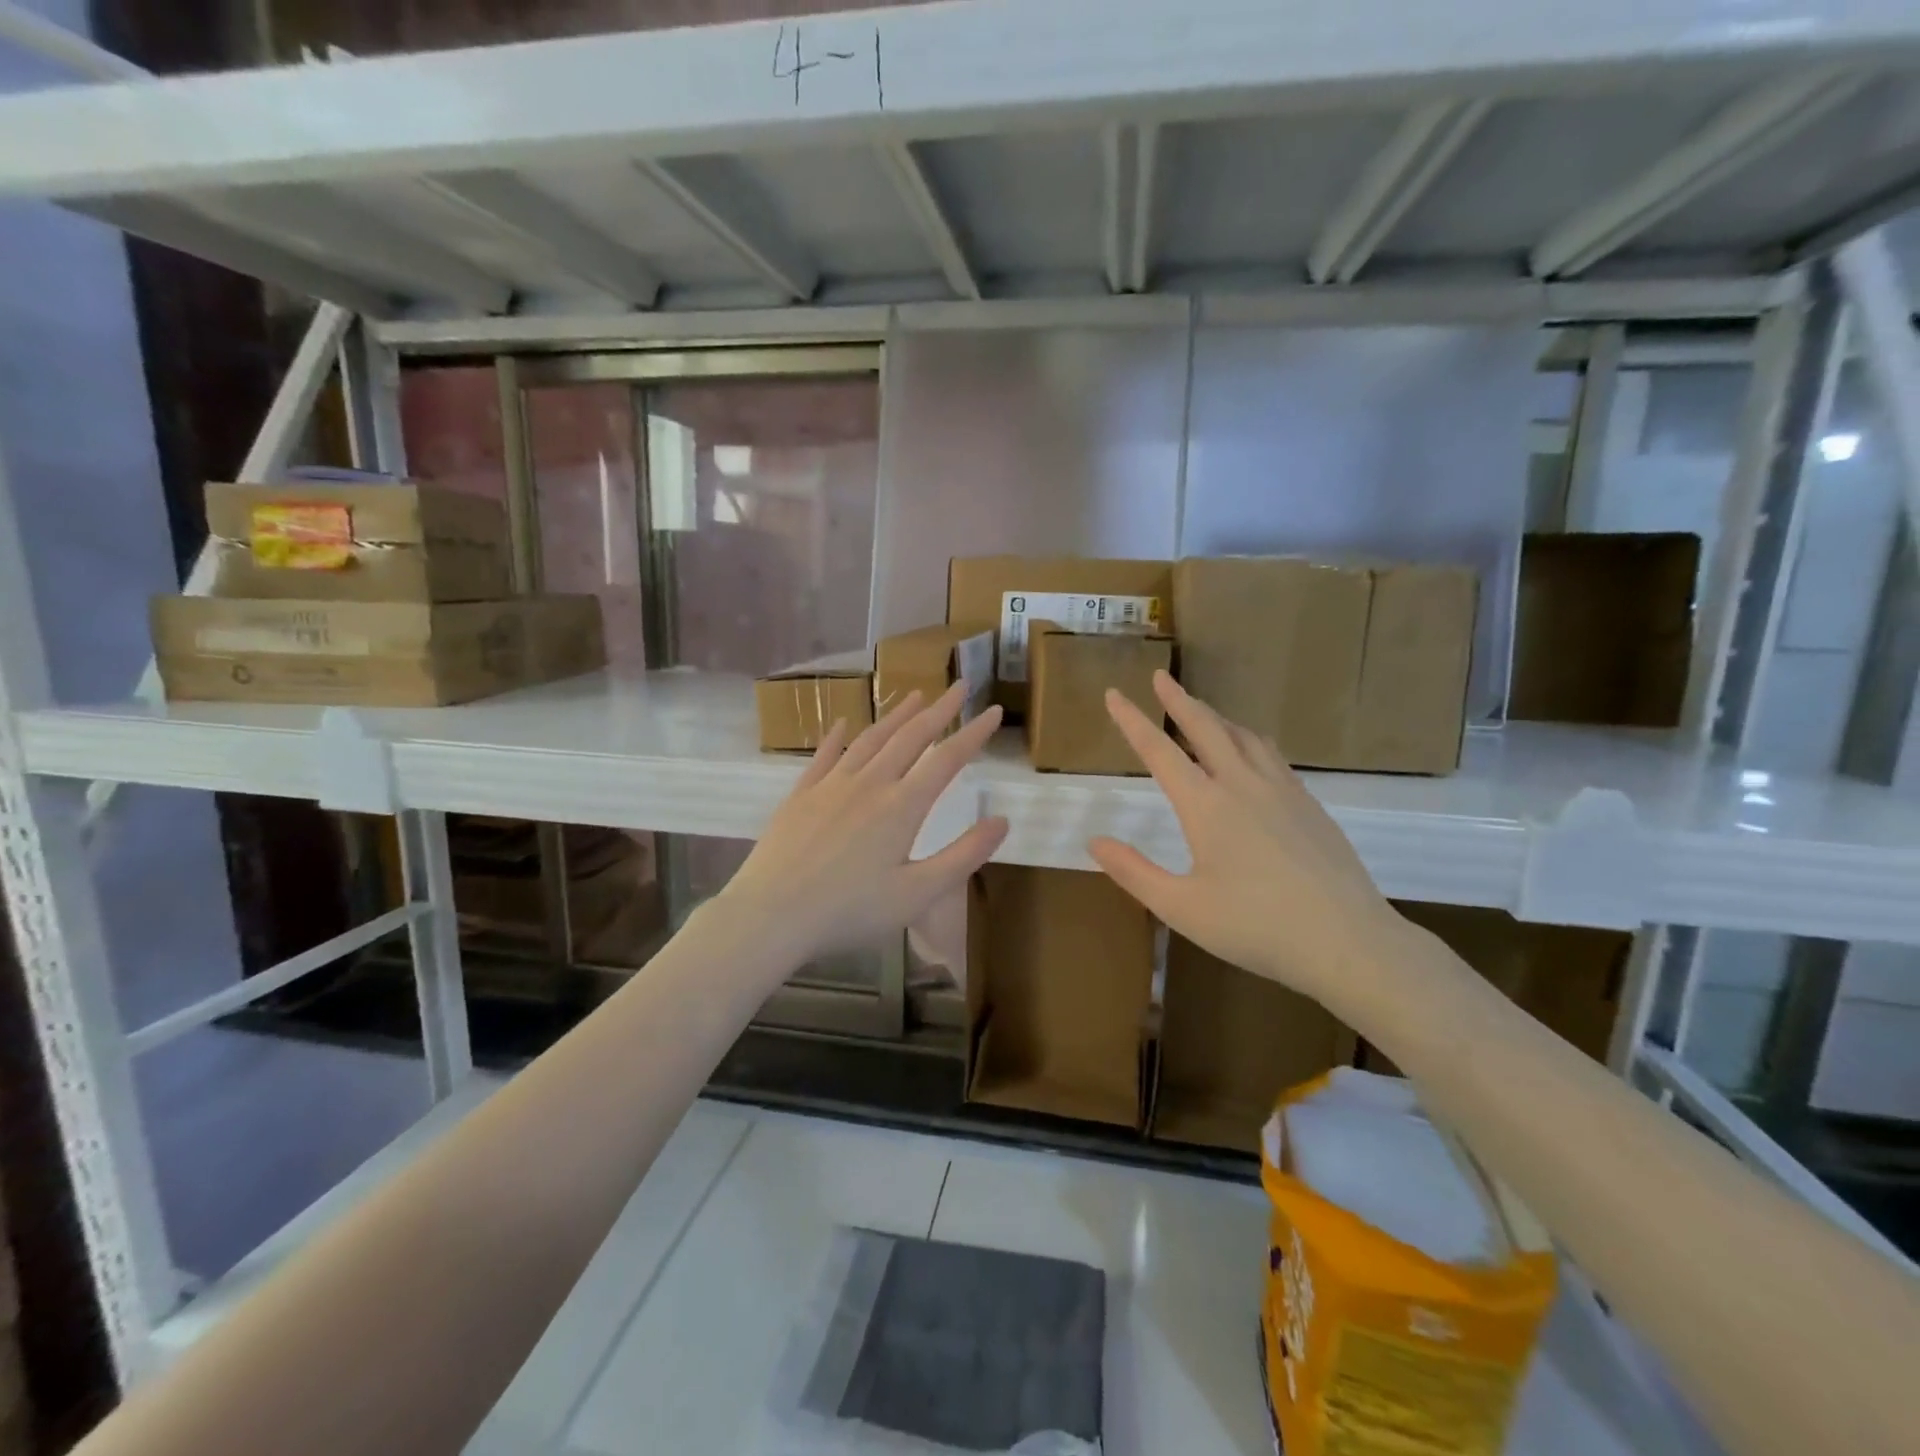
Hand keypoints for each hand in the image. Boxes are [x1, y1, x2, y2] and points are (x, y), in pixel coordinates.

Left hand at [720, 681, 1008, 966]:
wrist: (772, 914)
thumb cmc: (851, 911)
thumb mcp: (919, 893)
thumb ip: (964, 855)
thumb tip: (1003, 820)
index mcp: (902, 807)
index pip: (947, 759)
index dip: (973, 734)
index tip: (995, 711)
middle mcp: (869, 784)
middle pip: (910, 737)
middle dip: (939, 710)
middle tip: (959, 686)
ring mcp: (831, 785)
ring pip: (870, 740)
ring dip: (895, 716)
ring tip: (914, 696)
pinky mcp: (800, 795)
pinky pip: (824, 756)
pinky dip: (838, 736)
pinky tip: (843, 723)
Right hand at [1087, 671, 1397, 1015]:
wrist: (1347, 941)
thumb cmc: (1256, 927)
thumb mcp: (1181, 907)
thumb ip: (1133, 872)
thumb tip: (1094, 841)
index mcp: (1206, 806)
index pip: (1159, 751)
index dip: (1132, 721)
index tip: (1114, 694)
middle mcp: (1243, 785)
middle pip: (1206, 728)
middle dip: (1179, 700)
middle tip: (1161, 677)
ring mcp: (1283, 791)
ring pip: (1244, 736)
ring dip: (1216, 717)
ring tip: (1201, 711)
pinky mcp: (1310, 805)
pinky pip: (1272, 756)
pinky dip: (1248, 740)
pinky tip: (1251, 754)